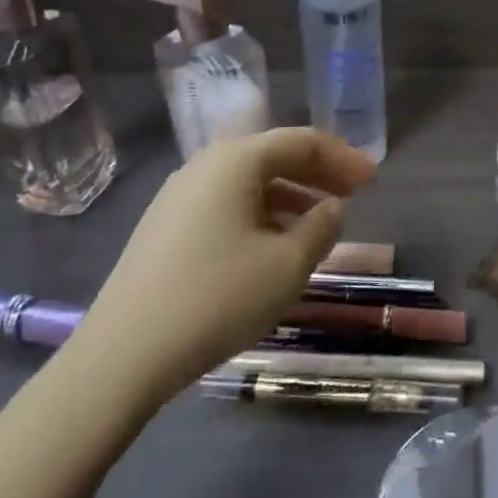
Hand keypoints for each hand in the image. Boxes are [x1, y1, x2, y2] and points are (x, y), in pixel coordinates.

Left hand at [67, 129, 375, 406]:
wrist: (123, 355)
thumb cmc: (218, 297)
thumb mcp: (288, 264)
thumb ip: (321, 228)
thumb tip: (331, 207)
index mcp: (235, 162)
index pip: (301, 142)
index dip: (343, 157)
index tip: (374, 179)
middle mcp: (203, 167)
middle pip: (272, 155)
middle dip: (318, 172)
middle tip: (354, 194)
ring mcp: (177, 198)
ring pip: (248, 182)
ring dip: (290, 194)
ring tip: (319, 222)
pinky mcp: (164, 229)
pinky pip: (226, 204)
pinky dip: (261, 213)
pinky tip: (274, 245)